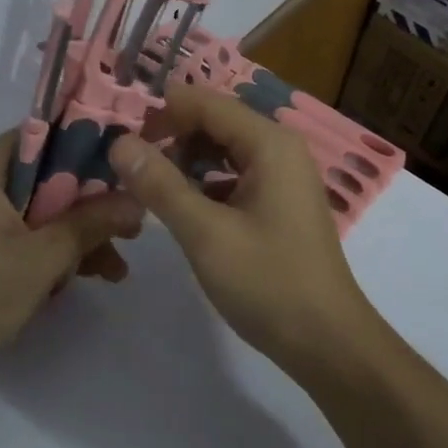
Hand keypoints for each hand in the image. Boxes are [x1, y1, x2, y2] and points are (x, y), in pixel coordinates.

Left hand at [0, 131, 143, 384]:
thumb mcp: (41, 260)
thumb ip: (91, 224)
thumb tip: (139, 201)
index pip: (46, 135)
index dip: (91, 148)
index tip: (129, 170)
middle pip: (50, 174)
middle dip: (91, 205)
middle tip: (132, 227)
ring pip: (45, 206)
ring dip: (80, 233)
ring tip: (117, 268)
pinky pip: (30, 229)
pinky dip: (57, 248)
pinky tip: (92, 274)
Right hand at [107, 83, 379, 372]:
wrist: (329, 344)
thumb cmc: (269, 283)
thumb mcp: (205, 233)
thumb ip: (160, 184)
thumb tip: (119, 142)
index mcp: (269, 143)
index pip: (206, 103)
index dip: (162, 113)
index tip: (121, 136)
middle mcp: (280, 148)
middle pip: (216, 122)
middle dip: (172, 136)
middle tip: (130, 165)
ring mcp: (283, 176)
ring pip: (223, 149)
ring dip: (186, 160)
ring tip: (148, 184)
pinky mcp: (279, 202)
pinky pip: (234, 175)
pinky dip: (205, 182)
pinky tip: (181, 206)